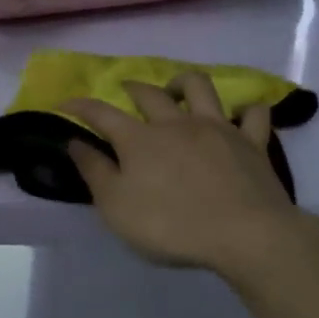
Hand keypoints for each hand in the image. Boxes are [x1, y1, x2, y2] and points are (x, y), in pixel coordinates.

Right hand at [63, 72, 300, 277]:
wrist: (245, 234)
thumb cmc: (172, 226)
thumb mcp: (116, 207)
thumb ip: (94, 171)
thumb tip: (74, 142)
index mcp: (139, 139)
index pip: (101, 113)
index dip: (80, 105)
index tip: (65, 102)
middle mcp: (176, 123)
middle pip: (150, 93)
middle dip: (132, 88)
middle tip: (125, 91)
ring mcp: (217, 128)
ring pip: (199, 87)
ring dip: (183, 83)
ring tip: (177, 91)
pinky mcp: (252, 142)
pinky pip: (253, 114)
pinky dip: (245, 110)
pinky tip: (238, 116)